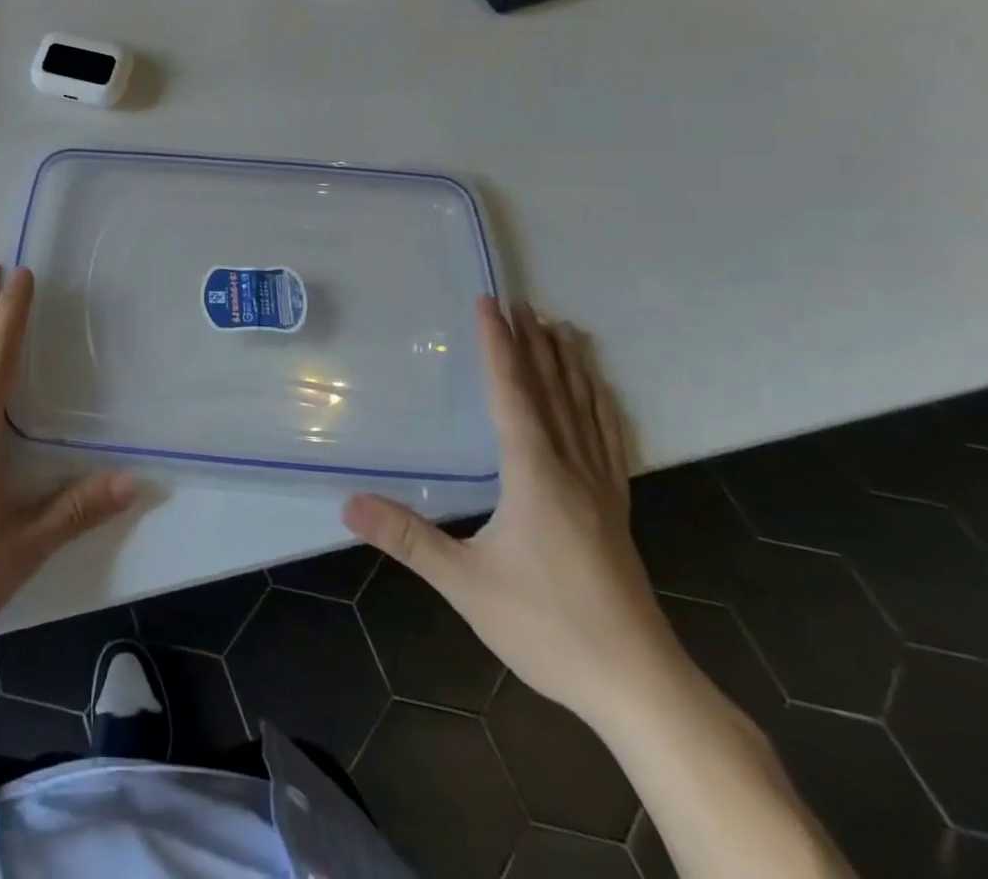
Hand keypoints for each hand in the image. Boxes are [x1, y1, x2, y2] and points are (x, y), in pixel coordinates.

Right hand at [343, 298, 682, 729]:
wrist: (640, 685)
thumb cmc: (548, 626)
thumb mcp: (466, 583)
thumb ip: (408, 539)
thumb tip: (347, 504)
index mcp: (535, 474)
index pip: (512, 394)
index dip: (498, 346)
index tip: (490, 304)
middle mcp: (571, 469)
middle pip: (551, 391)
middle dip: (534, 344)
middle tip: (523, 302)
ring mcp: (601, 489)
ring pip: (585, 410)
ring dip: (570, 366)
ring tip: (563, 329)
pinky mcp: (616, 511)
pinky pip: (610, 441)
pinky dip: (603, 406)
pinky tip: (602, 396)